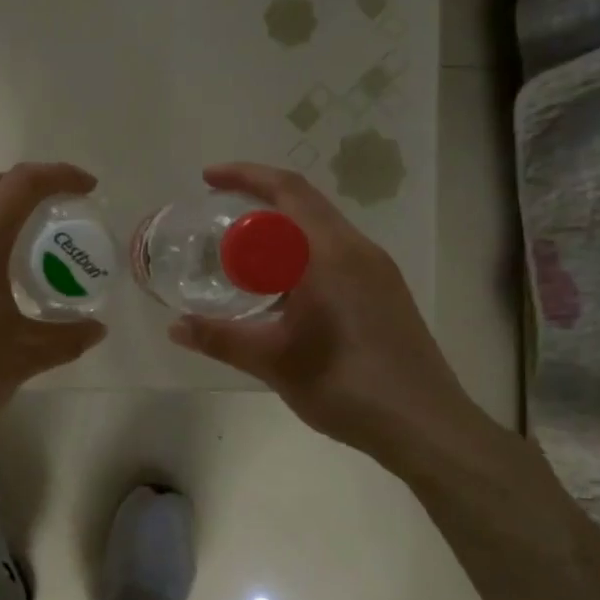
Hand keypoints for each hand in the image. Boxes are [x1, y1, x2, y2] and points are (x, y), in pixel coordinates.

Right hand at [169, 164, 498, 479]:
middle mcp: (358, 249)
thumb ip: (221, 338)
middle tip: (217, 213)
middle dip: (259, 198)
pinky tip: (282, 287)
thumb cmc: (346, 385)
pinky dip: (301, 251)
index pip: (287, 190)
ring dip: (281, 228)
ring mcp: (377, 270)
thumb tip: (175, 328)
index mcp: (330, 253)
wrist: (425, 424)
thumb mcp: (274, 361)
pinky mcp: (385, 291)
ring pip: (322, 229)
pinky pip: (336, 252)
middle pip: (305, 202)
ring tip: (243, 251)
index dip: (245, 175)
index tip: (207, 179)